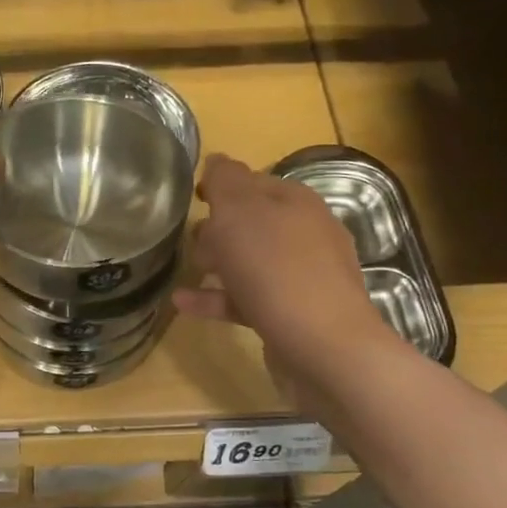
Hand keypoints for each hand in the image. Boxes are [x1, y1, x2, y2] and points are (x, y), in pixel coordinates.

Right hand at [174, 154, 398, 390]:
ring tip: (184, 266)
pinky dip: (217, 298)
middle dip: (220, 225)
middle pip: (255, 222)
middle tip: (186, 234)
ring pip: (251, 261)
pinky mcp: (292, 314)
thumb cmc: (275, 269)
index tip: (192, 194)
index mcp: (296, 202)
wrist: (323, 346)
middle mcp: (305, 234)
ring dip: (217, 262)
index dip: (222, 184)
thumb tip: (217, 161)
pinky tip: (184, 304)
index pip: (254, 181)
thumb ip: (225, 182)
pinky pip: (247, 298)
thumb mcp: (240, 212)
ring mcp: (302, 277)